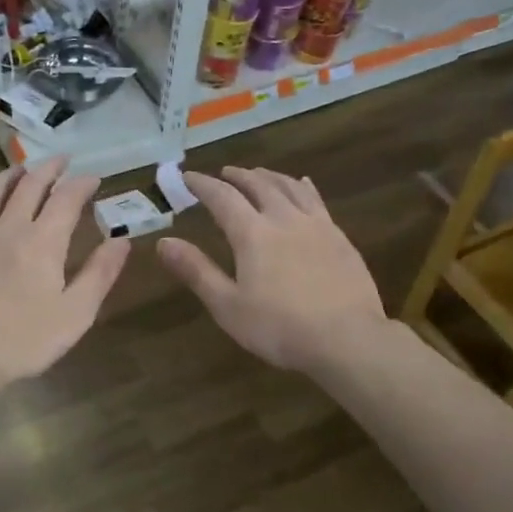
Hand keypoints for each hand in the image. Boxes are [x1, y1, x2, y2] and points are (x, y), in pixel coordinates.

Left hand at [0, 158, 129, 389]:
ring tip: (22, 169)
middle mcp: (7, 228)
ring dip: (10, 175)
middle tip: (61, 160)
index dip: (81, 184)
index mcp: (42, 241)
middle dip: (48, 169)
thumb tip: (122, 240)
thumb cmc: (24, 340)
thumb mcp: (75, 313)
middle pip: (29, 186)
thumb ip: (100, 273)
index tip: (93, 178)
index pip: (66, 199)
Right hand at [158, 166, 386, 373]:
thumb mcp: (228, 305)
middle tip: (223, 172)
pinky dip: (302, 187)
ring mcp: (316, 225)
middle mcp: (283, 218)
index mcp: (252, 234)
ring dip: (268, 176)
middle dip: (236, 176)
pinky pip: (316, 200)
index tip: (187, 176)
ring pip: (288, 187)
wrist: (348, 338)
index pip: (222, 198)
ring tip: (258, 174)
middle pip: (257, 185)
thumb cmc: (280, 327)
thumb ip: (197, 271)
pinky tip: (302, 185)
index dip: (202, 184)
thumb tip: (164, 242)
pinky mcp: (339, 236)